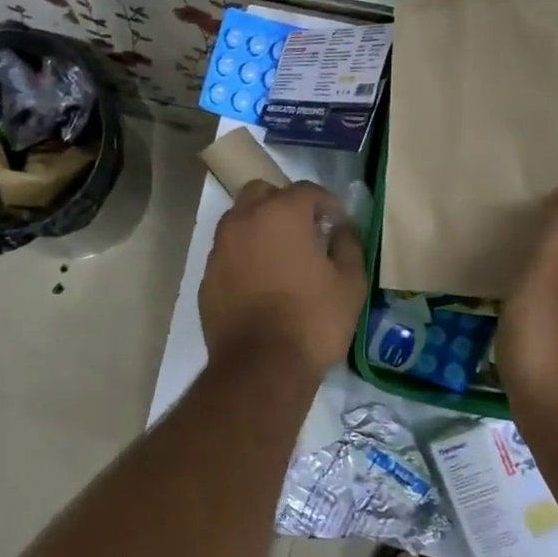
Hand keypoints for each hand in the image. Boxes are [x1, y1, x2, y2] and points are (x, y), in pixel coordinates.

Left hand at [199, 180, 366, 376]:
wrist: (261, 366)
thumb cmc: (312, 320)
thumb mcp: (350, 283)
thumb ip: (348, 244)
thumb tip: (341, 228)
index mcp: (280, 214)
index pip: (306, 189)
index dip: (326, 202)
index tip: (337, 222)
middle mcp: (243, 221)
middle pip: (261, 193)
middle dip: (283, 203)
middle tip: (304, 230)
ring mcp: (220, 249)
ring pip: (238, 220)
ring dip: (259, 227)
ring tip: (280, 256)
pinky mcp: (207, 277)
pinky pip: (227, 253)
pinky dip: (243, 257)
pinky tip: (259, 282)